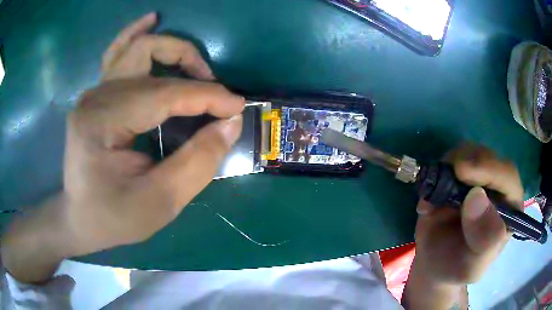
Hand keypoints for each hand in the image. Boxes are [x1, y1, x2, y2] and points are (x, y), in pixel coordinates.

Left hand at [1, 13, 244, 282]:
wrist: (80, 218)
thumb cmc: (114, 217)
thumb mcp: (160, 203)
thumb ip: (197, 163)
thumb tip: (230, 124)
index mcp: (102, 123)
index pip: (163, 95)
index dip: (206, 97)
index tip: (237, 107)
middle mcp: (95, 97)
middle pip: (149, 56)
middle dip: (191, 68)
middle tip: (216, 93)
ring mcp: (94, 92)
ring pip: (136, 47)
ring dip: (171, 49)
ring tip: (197, 65)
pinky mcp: (97, 95)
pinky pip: (118, 52)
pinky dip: (137, 34)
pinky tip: (151, 20)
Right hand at [403, 144, 522, 308]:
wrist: (436, 265)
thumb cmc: (457, 269)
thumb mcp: (472, 267)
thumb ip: (484, 241)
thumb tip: (476, 197)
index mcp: (510, 208)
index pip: (508, 177)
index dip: (489, 169)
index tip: (462, 172)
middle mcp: (498, 187)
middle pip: (488, 158)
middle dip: (467, 163)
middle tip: (444, 178)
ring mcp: (478, 178)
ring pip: (469, 152)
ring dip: (448, 167)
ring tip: (433, 198)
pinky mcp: (458, 176)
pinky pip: (449, 160)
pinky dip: (436, 173)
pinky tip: (429, 199)